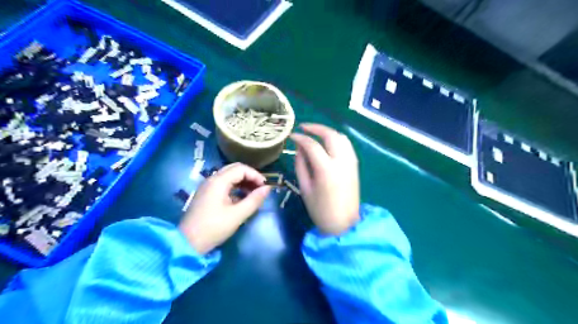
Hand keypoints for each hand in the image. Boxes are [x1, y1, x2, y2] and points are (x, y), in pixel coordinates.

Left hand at [180, 163, 271, 254]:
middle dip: (250, 176)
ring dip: (243, 181)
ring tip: (253, 194)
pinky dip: (235, 187)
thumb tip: (268, 188)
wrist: (188, 243)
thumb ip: (254, 200)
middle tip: (260, 188)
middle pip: (235, 169)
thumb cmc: (214, 228)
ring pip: (229, 175)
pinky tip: (242, 198)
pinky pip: (224, 184)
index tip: (265, 187)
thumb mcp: (238, 215)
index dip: (256, 175)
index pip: (241, 169)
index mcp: (218, 181)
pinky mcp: (206, 194)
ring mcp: (207, 186)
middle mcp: (212, 179)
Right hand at [292, 124, 359, 235]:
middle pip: (330, 135)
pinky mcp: (355, 165)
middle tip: (303, 127)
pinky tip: (327, 143)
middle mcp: (342, 161)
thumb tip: (299, 148)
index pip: (312, 145)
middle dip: (316, 128)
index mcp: (327, 170)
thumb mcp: (305, 188)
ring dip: (327, 132)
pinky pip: (347, 145)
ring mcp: (351, 162)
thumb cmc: (320, 210)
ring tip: (315, 133)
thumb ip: (301, 165)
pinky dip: (336, 139)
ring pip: (341, 137)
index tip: (292, 136)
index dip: (300, 138)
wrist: (344, 224)